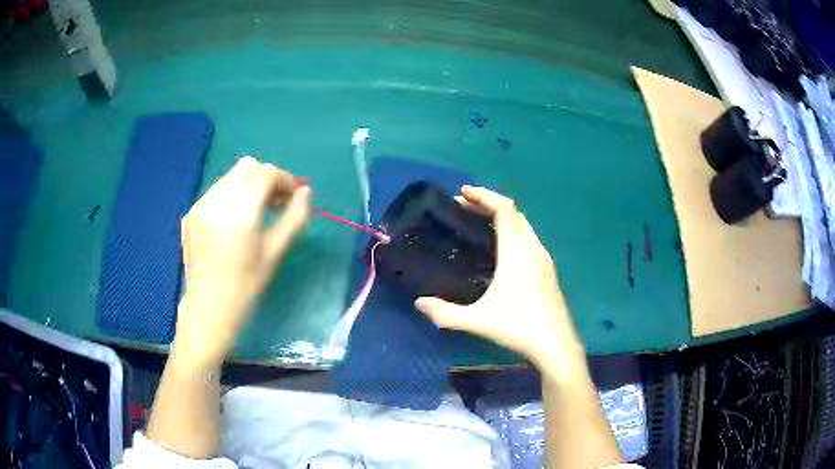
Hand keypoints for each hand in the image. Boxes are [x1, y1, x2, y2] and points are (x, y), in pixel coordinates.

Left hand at [173, 156, 310, 368]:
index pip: (266, 173)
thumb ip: (295, 218)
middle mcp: (218, 200)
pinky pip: (215, 193)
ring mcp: (200, 205)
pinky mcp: (190, 214)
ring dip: (247, 186)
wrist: (208, 308)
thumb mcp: (276, 252)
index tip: (291, 198)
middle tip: (273, 203)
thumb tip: (305, 192)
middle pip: (247, 167)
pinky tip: (231, 224)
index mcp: (241, 210)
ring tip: (253, 213)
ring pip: (230, 177)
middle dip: (265, 178)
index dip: (284, 180)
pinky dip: (229, 198)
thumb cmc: (246, 285)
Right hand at [415, 186, 582, 368]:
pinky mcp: (547, 268)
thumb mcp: (478, 321)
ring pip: (523, 224)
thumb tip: (419, 303)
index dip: (484, 196)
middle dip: (488, 203)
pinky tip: (501, 246)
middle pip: (513, 212)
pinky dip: (512, 228)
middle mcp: (532, 248)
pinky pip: (528, 236)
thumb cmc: (519, 328)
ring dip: (502, 215)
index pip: (504, 210)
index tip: (462, 193)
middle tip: (464, 206)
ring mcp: (543, 257)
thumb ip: (445, 313)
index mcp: (517, 253)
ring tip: (479, 220)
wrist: (556, 344)